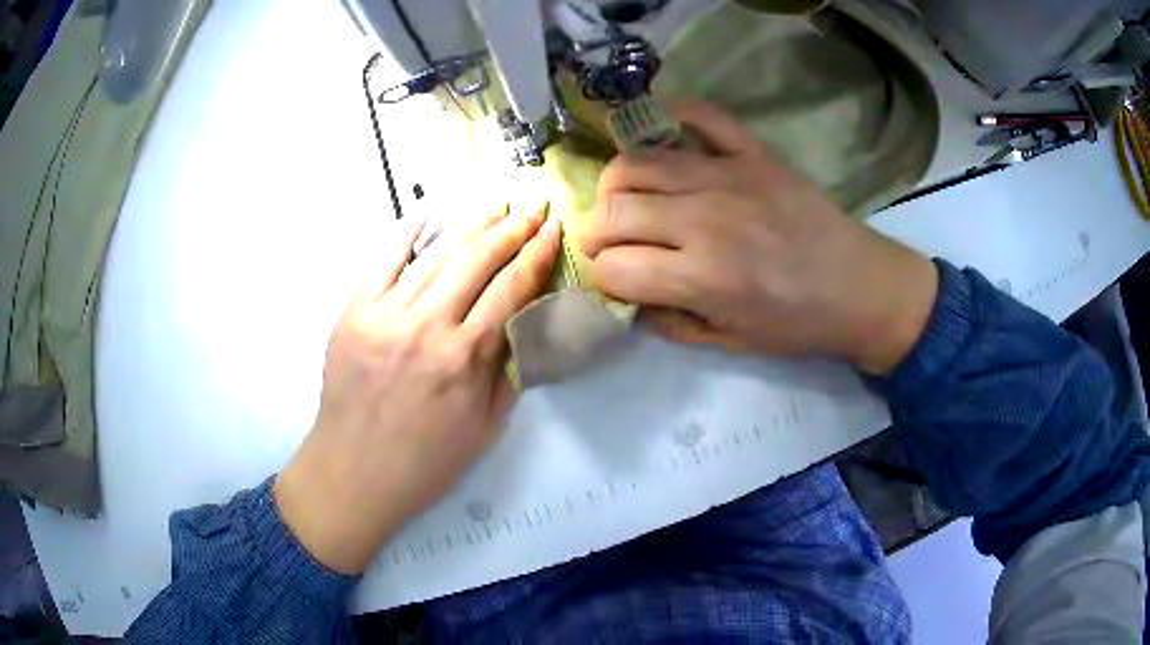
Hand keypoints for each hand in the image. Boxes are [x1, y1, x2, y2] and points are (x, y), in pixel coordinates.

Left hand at [275, 204, 559, 574]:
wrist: (354, 471)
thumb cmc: (425, 460)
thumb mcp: (485, 426)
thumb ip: (507, 370)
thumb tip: (524, 323)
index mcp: (464, 357)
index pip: (512, 288)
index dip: (537, 254)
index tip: (553, 229)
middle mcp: (427, 325)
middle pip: (477, 259)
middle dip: (512, 228)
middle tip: (532, 206)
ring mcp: (385, 314)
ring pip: (435, 255)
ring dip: (469, 225)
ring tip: (494, 206)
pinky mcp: (353, 312)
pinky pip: (382, 262)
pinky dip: (404, 236)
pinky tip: (425, 216)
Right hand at [579, 100, 937, 374]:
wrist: (860, 287)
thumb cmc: (798, 324)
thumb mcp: (730, 341)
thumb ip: (670, 320)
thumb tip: (630, 295)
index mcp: (702, 277)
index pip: (612, 267)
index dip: (602, 276)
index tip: (613, 279)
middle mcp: (704, 219)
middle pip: (613, 210)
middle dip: (595, 233)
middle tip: (608, 242)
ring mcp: (728, 175)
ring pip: (636, 162)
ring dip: (615, 184)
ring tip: (627, 198)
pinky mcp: (752, 151)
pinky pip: (699, 115)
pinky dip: (669, 115)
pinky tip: (657, 132)